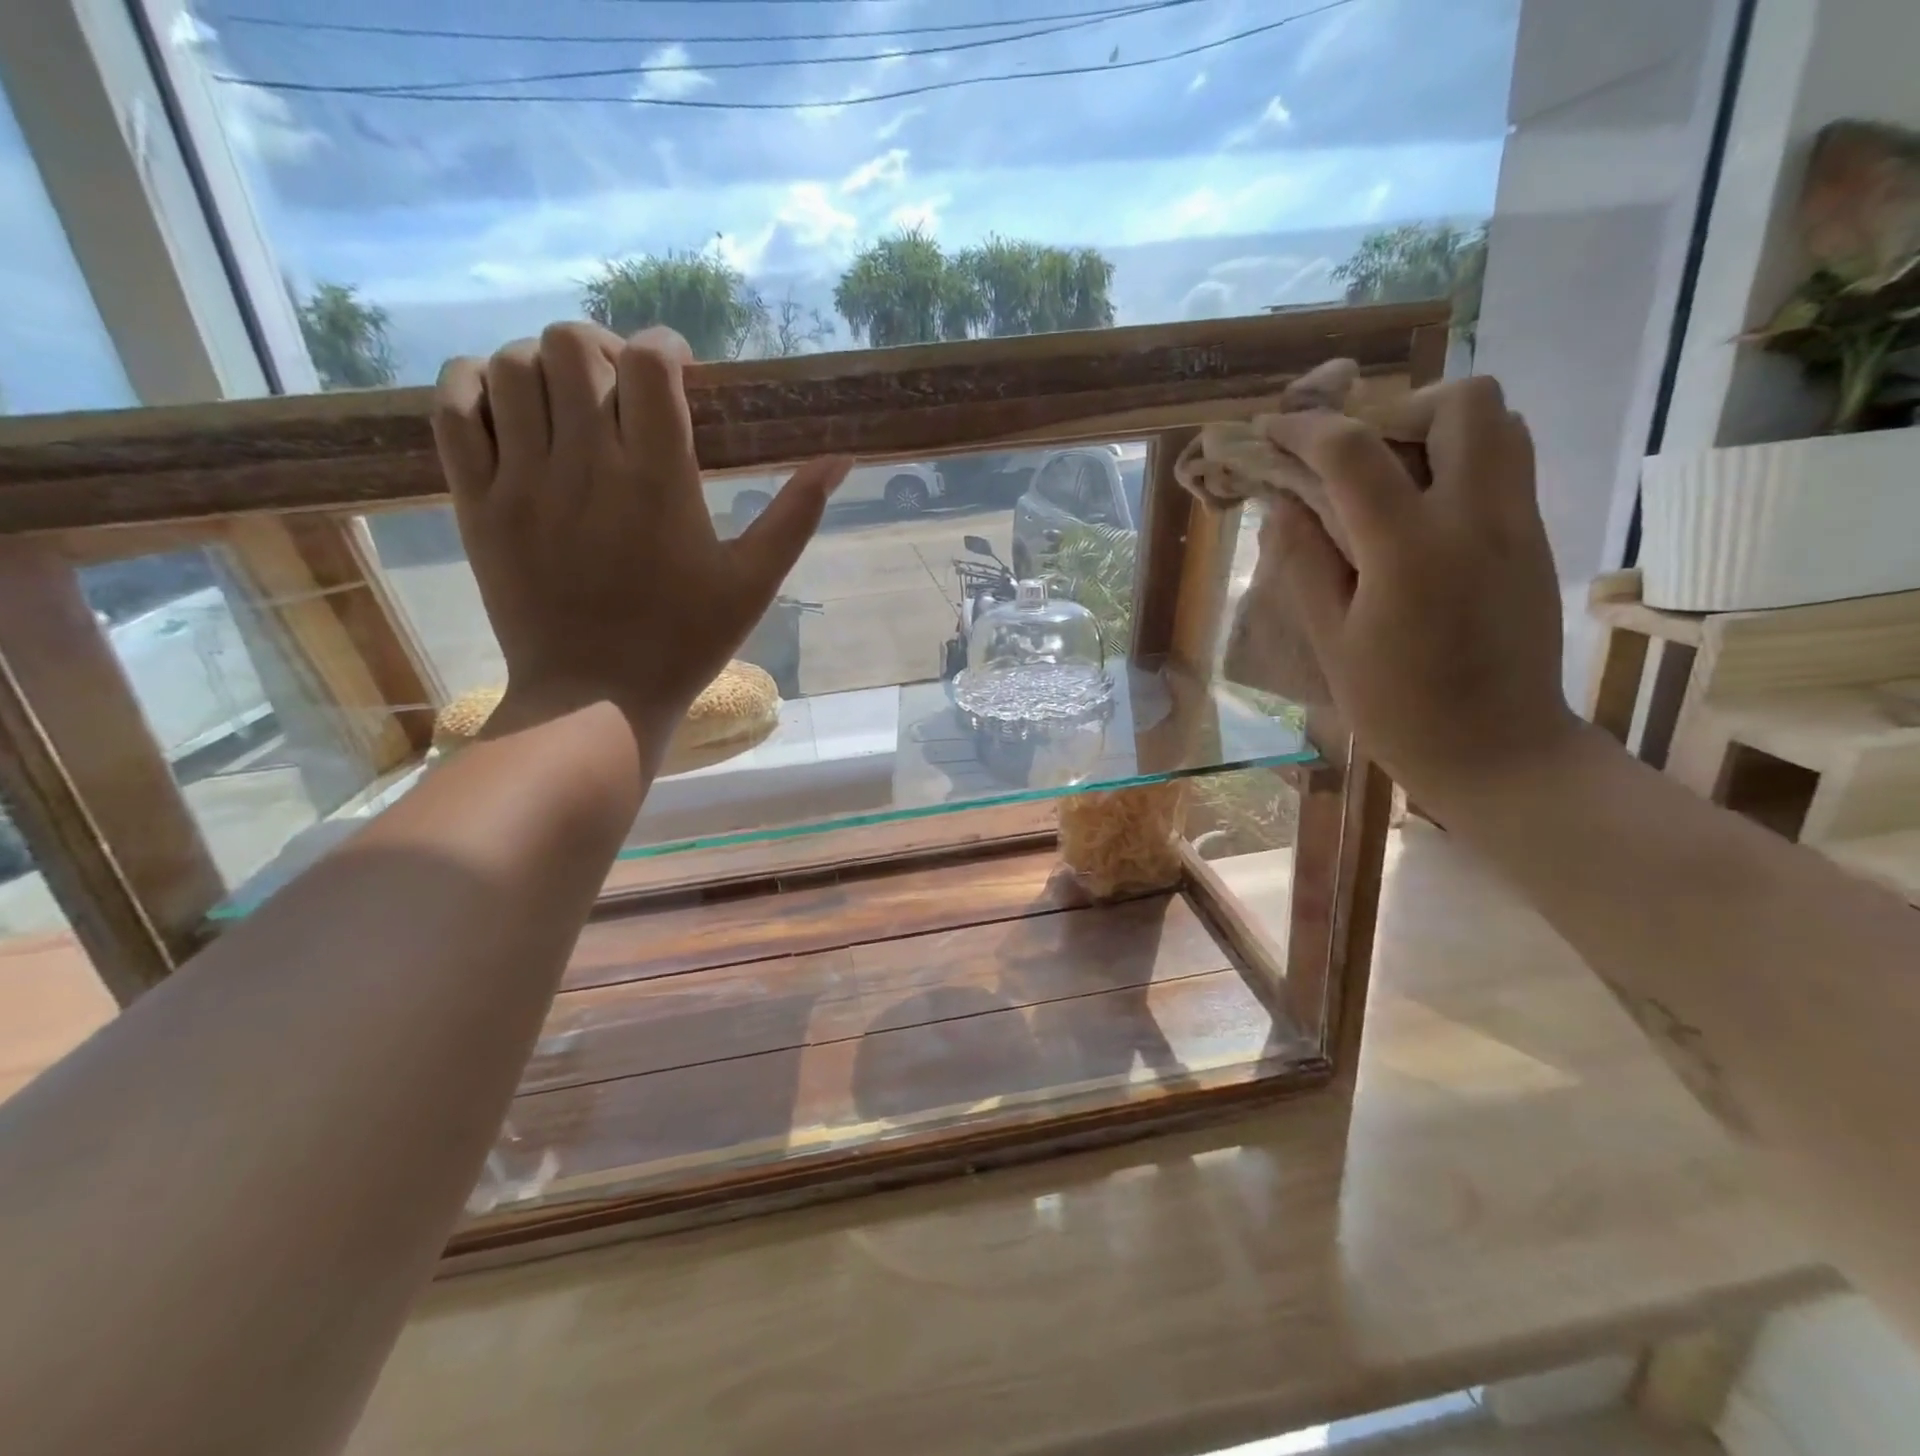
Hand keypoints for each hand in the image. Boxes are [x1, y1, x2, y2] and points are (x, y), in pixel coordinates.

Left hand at [430, 323, 849, 751]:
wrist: (595, 700)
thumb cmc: (684, 643)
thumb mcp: (753, 584)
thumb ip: (795, 515)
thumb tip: (841, 459)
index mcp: (658, 480)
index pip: (650, 364)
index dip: (667, 349)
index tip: (680, 373)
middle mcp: (586, 465)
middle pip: (574, 346)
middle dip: (605, 351)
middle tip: (622, 389)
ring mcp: (522, 482)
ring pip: (513, 366)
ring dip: (544, 366)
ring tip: (569, 403)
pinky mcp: (477, 504)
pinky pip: (455, 409)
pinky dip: (475, 385)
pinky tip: (507, 407)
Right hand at [1262, 375, 1579, 814]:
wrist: (1499, 750)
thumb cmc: (1397, 708)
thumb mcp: (1330, 640)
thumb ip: (1304, 561)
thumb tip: (1284, 502)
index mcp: (1411, 550)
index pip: (1354, 452)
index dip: (1304, 430)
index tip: (1271, 430)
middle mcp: (1478, 518)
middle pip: (1462, 401)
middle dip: (1396, 408)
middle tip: (1352, 454)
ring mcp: (1518, 524)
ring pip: (1499, 422)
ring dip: (1435, 428)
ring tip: (1387, 475)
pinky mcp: (1534, 539)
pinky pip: (1505, 463)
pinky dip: (1458, 460)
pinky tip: (1418, 510)